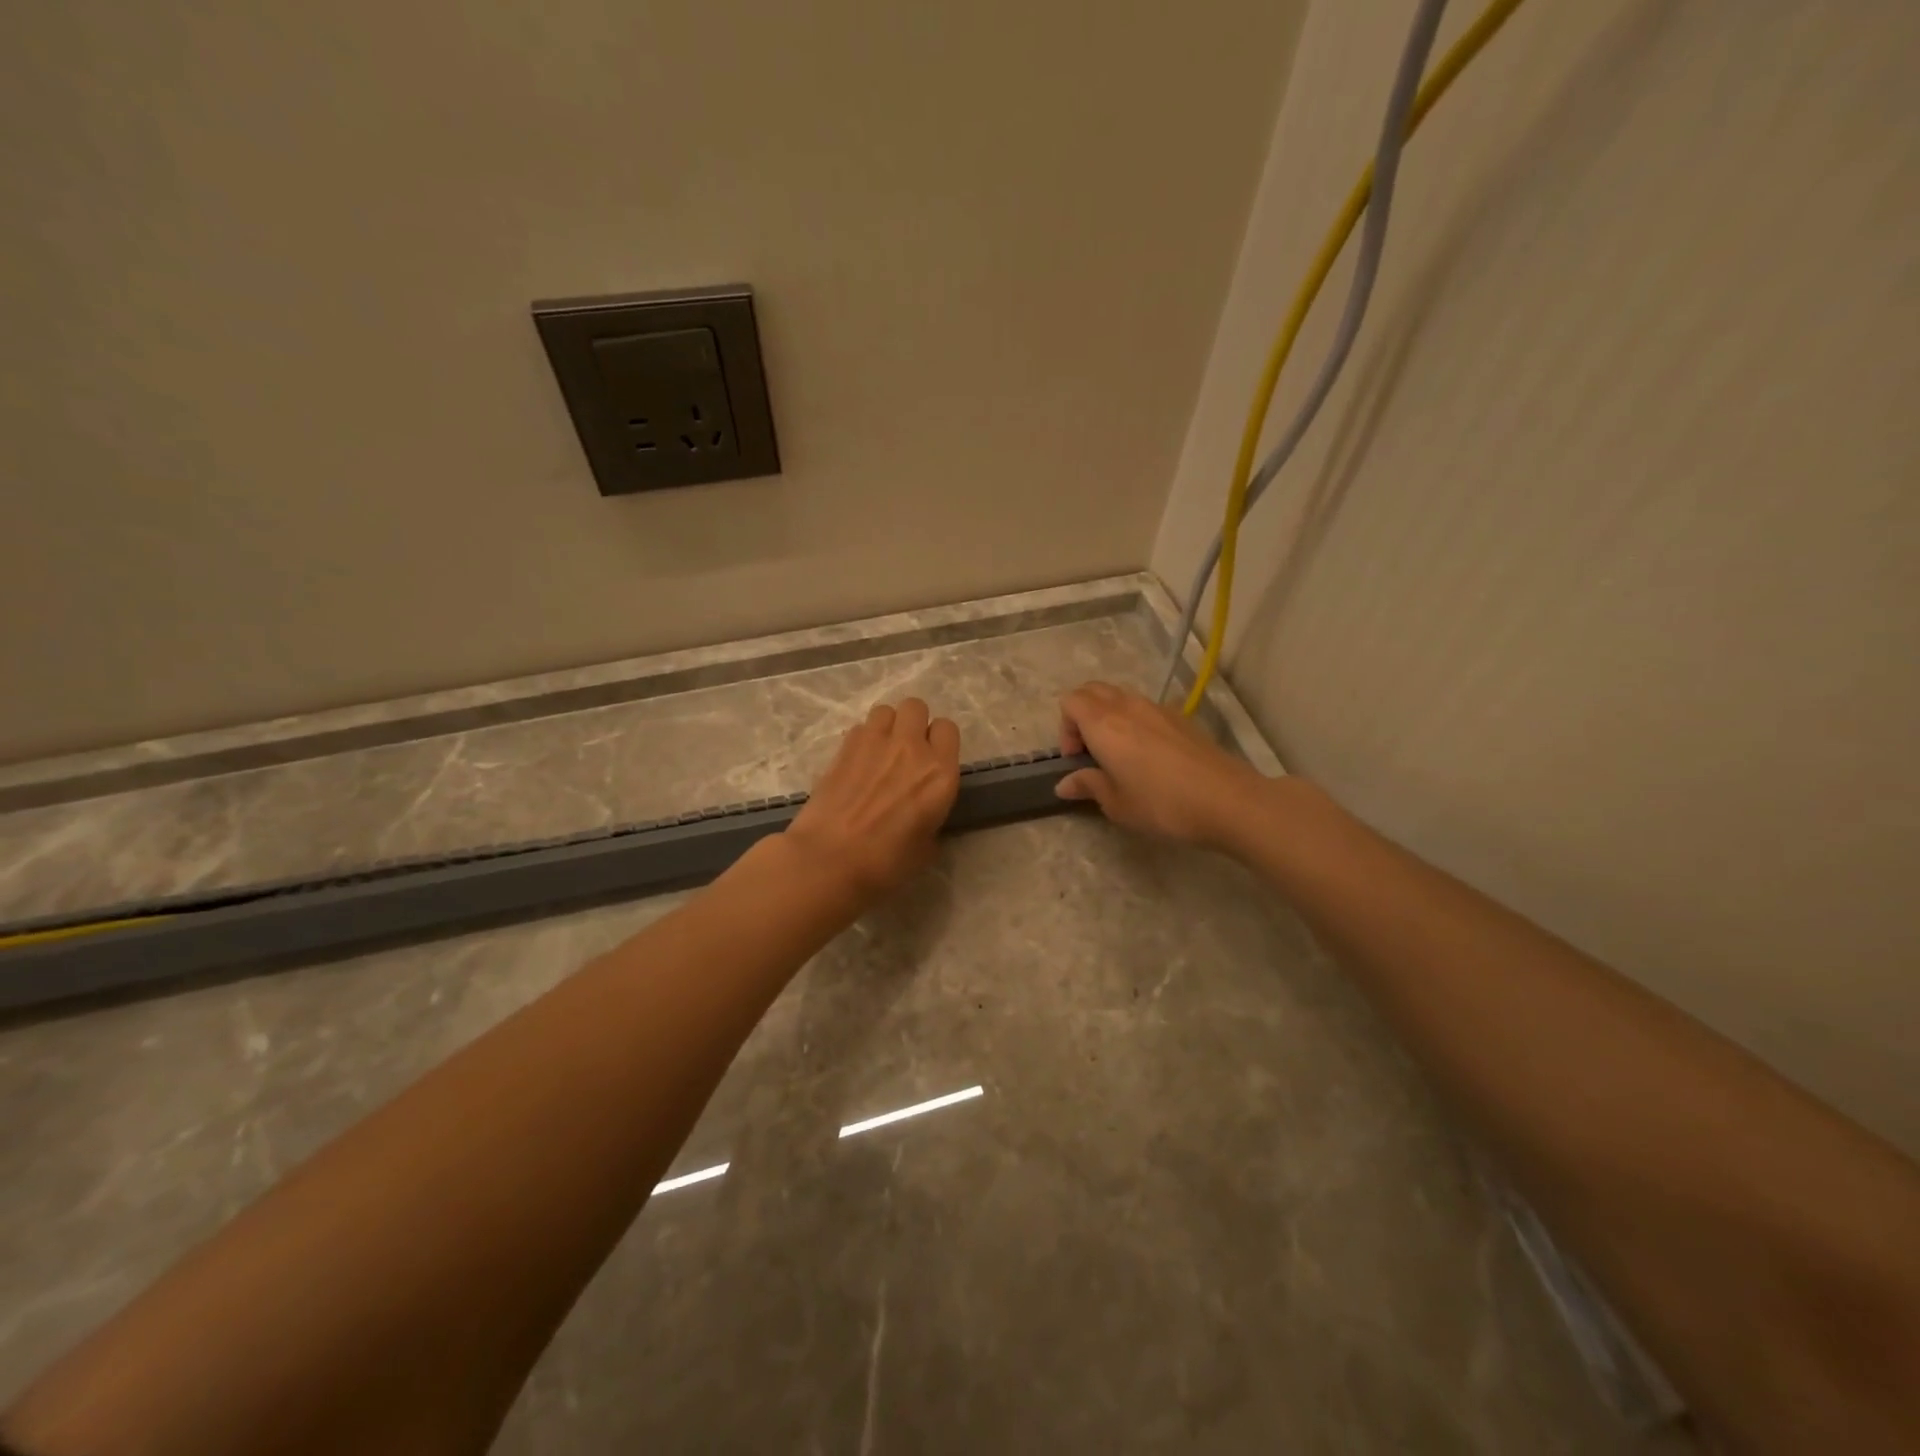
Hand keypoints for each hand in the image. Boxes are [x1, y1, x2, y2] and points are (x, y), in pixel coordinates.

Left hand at [785, 698, 960, 902]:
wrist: (829, 860)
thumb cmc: (885, 864)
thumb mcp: (926, 848)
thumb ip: (931, 819)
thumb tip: (922, 815)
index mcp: (940, 774)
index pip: (948, 729)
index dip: (940, 741)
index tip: (933, 759)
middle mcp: (911, 748)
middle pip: (916, 707)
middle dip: (914, 723)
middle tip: (906, 750)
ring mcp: (874, 742)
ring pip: (886, 710)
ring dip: (887, 726)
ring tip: (880, 751)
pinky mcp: (844, 747)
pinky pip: (860, 727)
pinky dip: (862, 739)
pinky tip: (856, 763)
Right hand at [1056, 682, 1269, 850]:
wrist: (1227, 800)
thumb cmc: (1162, 804)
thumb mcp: (1116, 803)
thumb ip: (1088, 785)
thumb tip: (1064, 783)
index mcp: (1103, 724)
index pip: (1070, 701)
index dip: (1064, 728)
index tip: (1076, 759)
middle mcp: (1127, 706)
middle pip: (1092, 690)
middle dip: (1082, 715)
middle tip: (1091, 752)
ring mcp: (1157, 708)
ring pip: (1120, 696)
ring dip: (1109, 716)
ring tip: (1119, 754)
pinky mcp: (1181, 717)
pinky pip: (1145, 708)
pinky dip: (1134, 721)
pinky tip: (1149, 756)